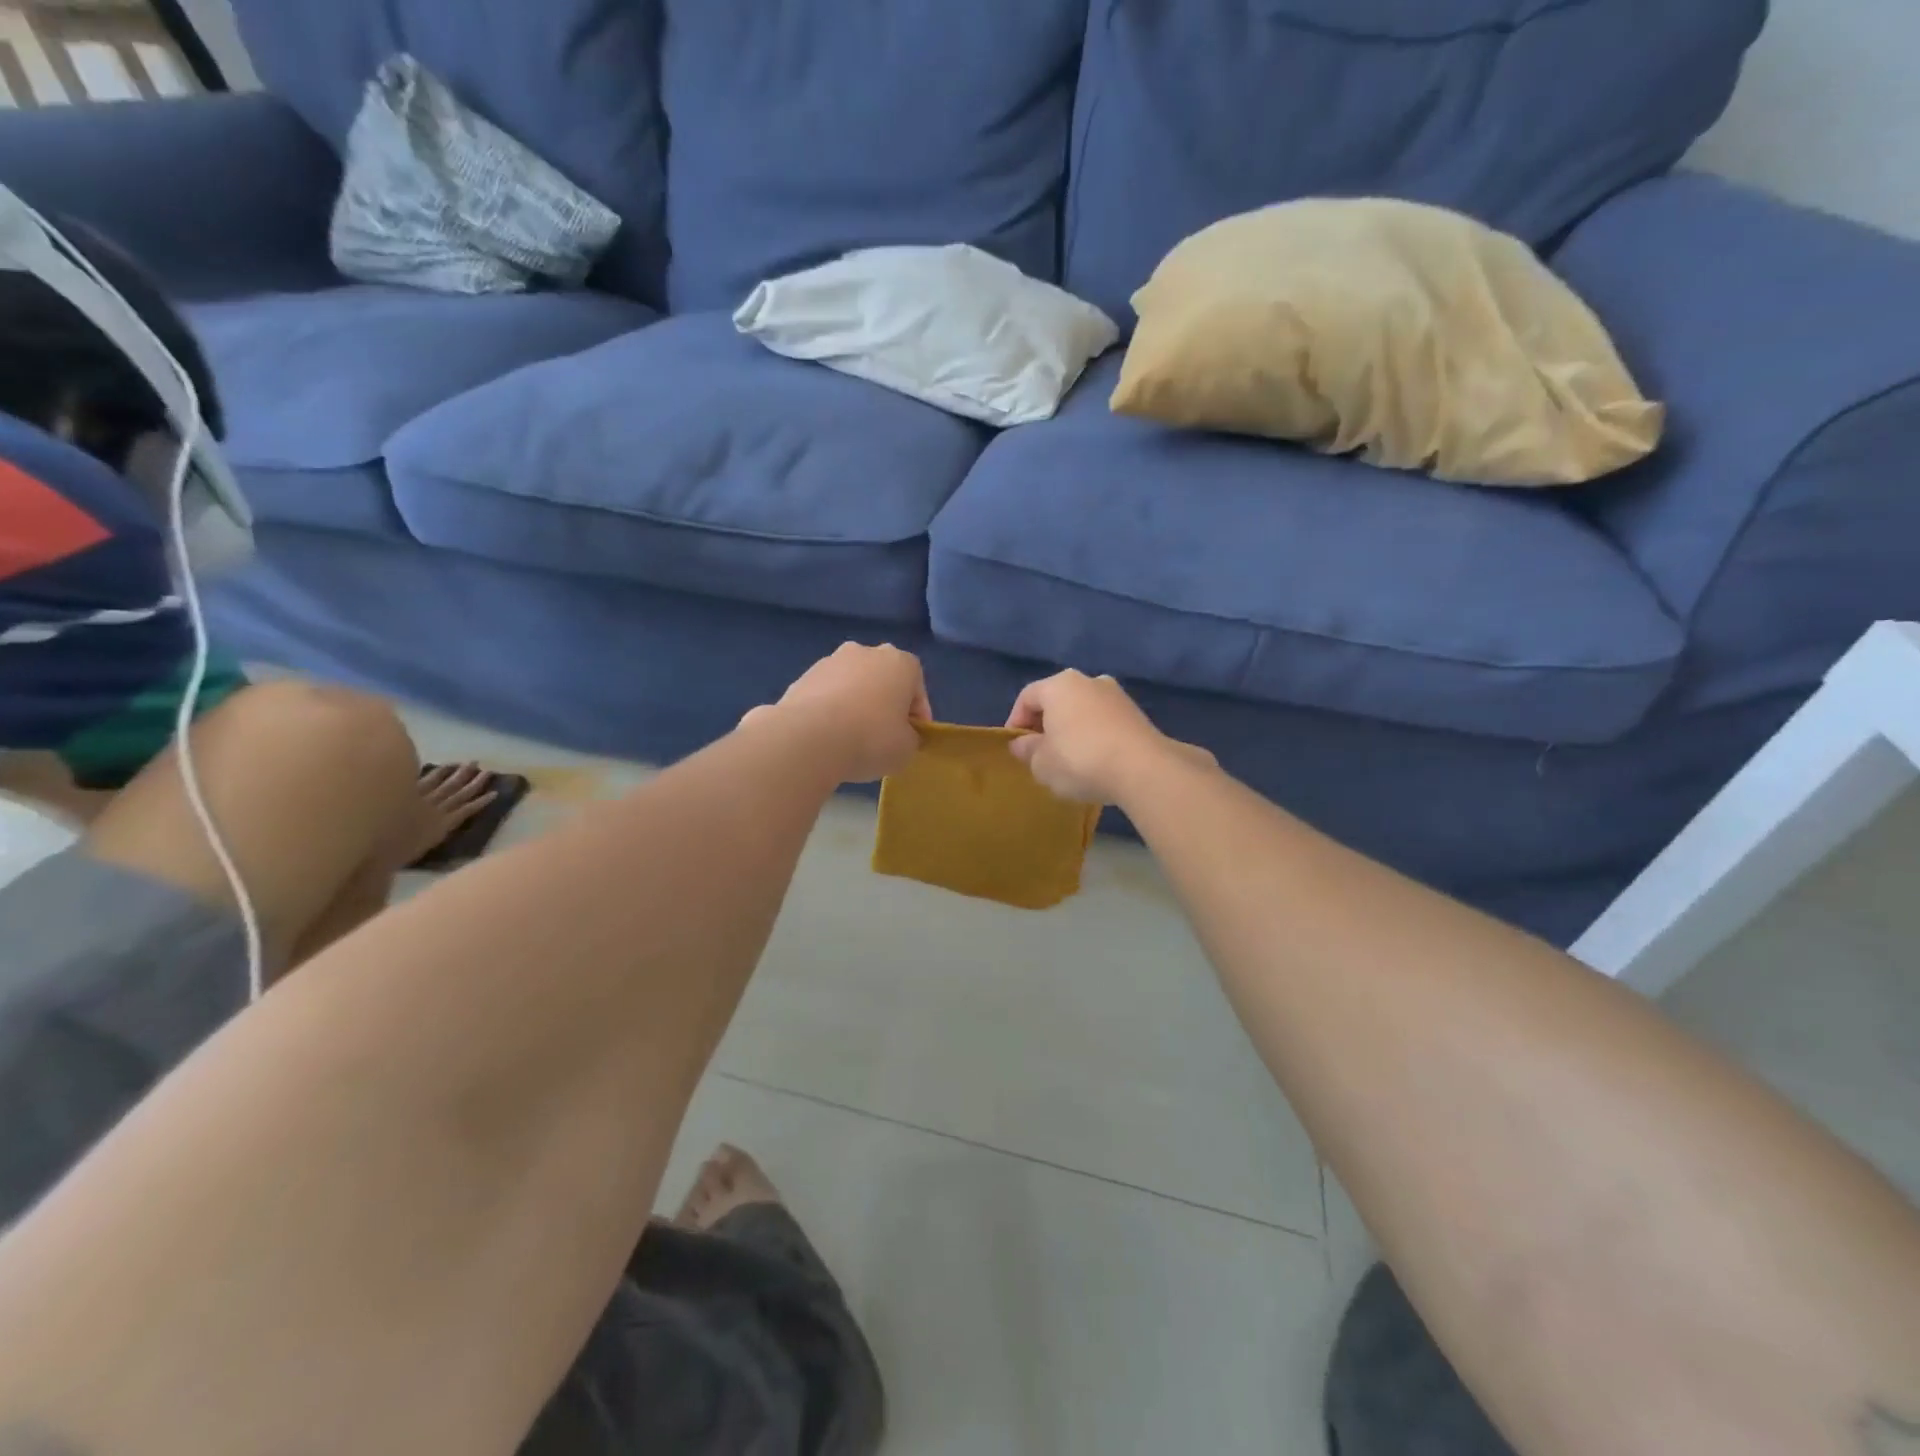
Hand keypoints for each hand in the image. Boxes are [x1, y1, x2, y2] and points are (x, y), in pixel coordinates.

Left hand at [750, 643, 931, 782]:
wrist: (809, 738)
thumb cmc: (871, 738)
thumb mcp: (907, 749)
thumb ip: (910, 737)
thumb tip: (900, 735)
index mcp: (900, 663)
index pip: (917, 688)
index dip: (917, 716)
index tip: (912, 738)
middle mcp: (866, 652)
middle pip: (882, 679)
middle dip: (884, 703)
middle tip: (883, 735)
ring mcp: (830, 661)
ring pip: (852, 684)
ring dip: (855, 704)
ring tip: (850, 738)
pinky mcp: (802, 676)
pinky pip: (826, 695)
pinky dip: (829, 711)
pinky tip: (827, 736)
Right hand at [1006, 671, 1214, 804]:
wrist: (1143, 769)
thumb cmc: (1080, 760)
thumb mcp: (1042, 763)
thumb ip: (1027, 751)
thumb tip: (1021, 744)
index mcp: (1059, 685)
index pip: (1027, 697)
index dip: (1016, 721)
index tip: (1016, 747)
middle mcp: (1088, 680)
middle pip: (1057, 700)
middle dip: (1045, 725)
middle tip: (1040, 753)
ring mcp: (1116, 695)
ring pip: (1082, 710)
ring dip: (1071, 730)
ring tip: (1068, 760)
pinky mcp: (1136, 713)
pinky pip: (1104, 721)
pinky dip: (1094, 736)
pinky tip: (1095, 760)